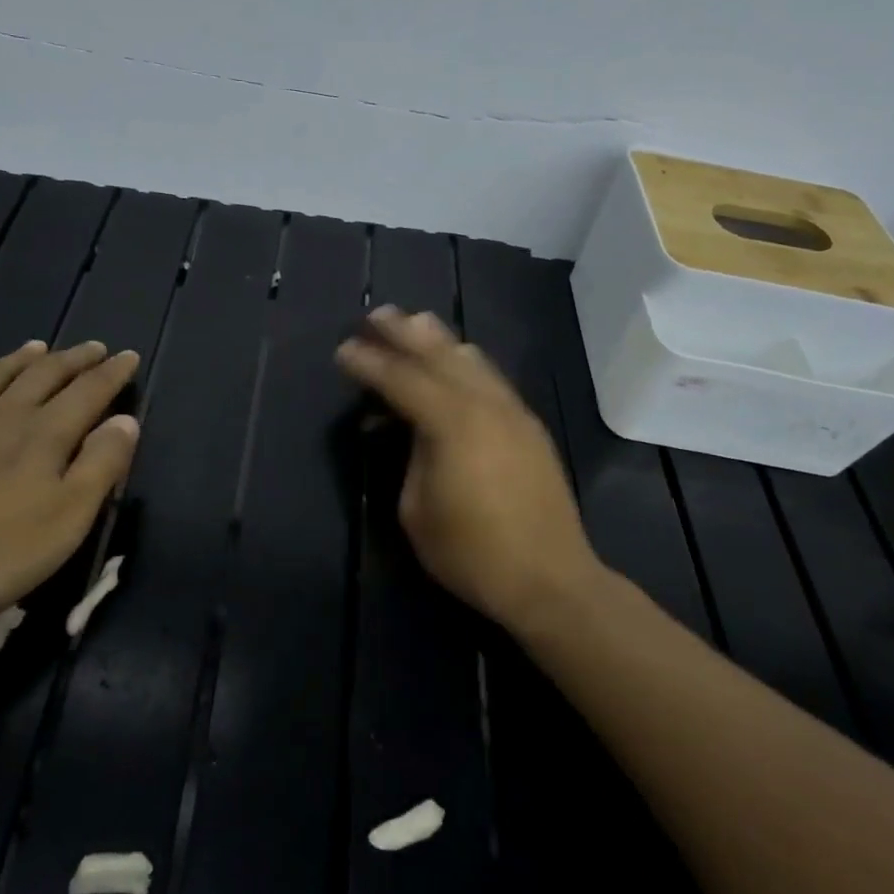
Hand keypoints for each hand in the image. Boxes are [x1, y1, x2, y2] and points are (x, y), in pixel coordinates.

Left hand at [0, 340, 140, 623]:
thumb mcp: (67, 516)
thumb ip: (100, 465)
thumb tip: (126, 420)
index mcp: (45, 436)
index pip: (89, 393)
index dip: (112, 374)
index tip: (129, 356)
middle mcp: (4, 418)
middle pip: (44, 377)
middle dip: (73, 360)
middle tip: (94, 347)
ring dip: (21, 359)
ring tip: (39, 346)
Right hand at [335, 307, 599, 631]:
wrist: (550, 579)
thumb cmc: (472, 552)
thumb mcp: (417, 510)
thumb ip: (412, 457)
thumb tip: (413, 431)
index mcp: (451, 423)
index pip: (401, 380)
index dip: (369, 363)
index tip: (343, 349)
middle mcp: (484, 404)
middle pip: (438, 356)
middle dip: (404, 333)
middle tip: (378, 315)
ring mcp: (512, 412)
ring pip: (471, 361)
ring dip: (440, 341)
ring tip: (417, 323)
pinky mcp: (528, 426)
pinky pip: (491, 379)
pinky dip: (466, 362)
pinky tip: (457, 360)